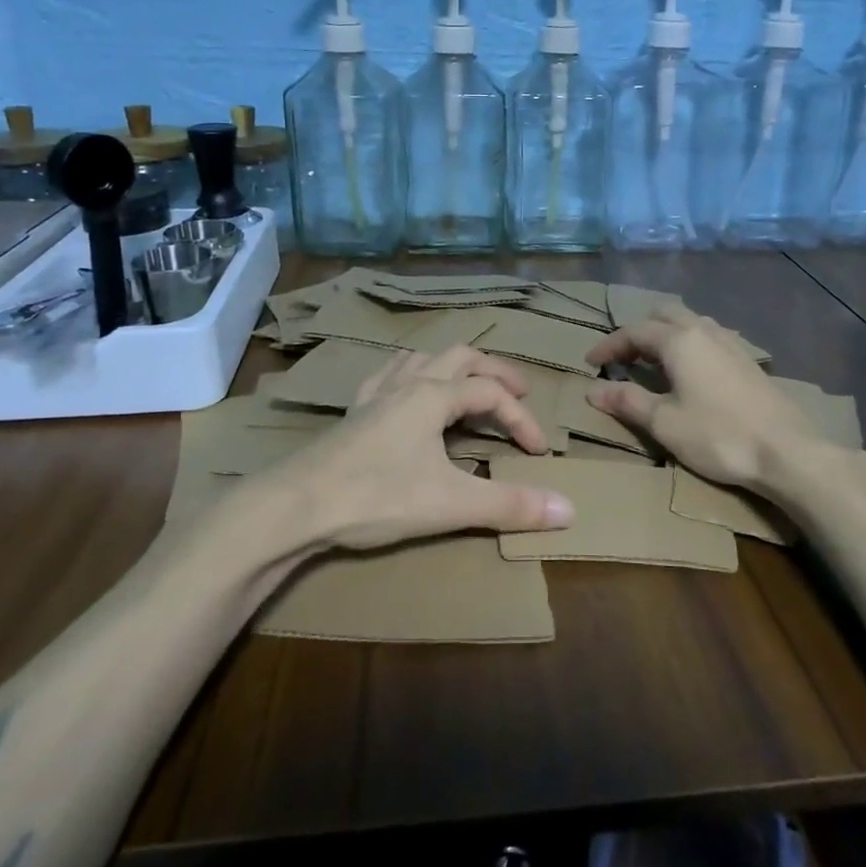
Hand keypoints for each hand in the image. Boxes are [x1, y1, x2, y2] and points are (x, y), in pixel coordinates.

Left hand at [272, 346, 575, 550]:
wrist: (295, 506)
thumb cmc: (377, 497)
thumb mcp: (451, 503)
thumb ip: (510, 505)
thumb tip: (570, 510)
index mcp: (434, 395)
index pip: (492, 393)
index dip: (522, 419)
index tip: (539, 452)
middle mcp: (408, 383)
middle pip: (461, 356)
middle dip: (495, 372)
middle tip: (518, 394)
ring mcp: (376, 394)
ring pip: (422, 358)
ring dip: (452, 367)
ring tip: (467, 388)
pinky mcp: (353, 412)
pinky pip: (388, 375)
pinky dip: (411, 375)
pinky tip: (407, 394)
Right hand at [586, 303, 818, 492]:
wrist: (787, 451)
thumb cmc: (719, 436)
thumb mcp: (664, 423)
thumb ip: (628, 402)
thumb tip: (593, 390)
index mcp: (679, 340)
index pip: (634, 331)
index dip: (609, 345)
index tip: (590, 363)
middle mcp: (704, 331)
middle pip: (664, 314)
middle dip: (639, 331)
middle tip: (623, 357)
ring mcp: (731, 343)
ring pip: (690, 322)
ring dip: (665, 334)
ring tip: (653, 362)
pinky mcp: (747, 360)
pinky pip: (708, 337)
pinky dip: (688, 344)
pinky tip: (689, 372)